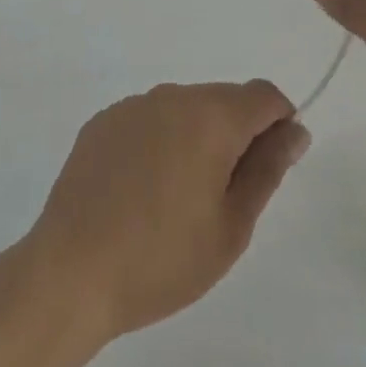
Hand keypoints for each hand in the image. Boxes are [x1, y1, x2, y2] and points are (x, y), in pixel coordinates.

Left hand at [24, 81, 308, 339]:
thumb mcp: (231, 226)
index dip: (279, 124)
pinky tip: (141, 191)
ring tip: (177, 199)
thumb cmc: (162, 258)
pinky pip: (148, 120)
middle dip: (236, 135)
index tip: (269, 168)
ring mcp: (133, 105)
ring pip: (185, 109)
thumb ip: (267, 169)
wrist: (70, 271)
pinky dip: (159, 142)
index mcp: (211, 116)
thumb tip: (295, 130)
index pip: (264, 95)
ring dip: (196, 138)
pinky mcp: (103, 121)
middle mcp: (173, 96)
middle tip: (223, 198)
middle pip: (224, 100)